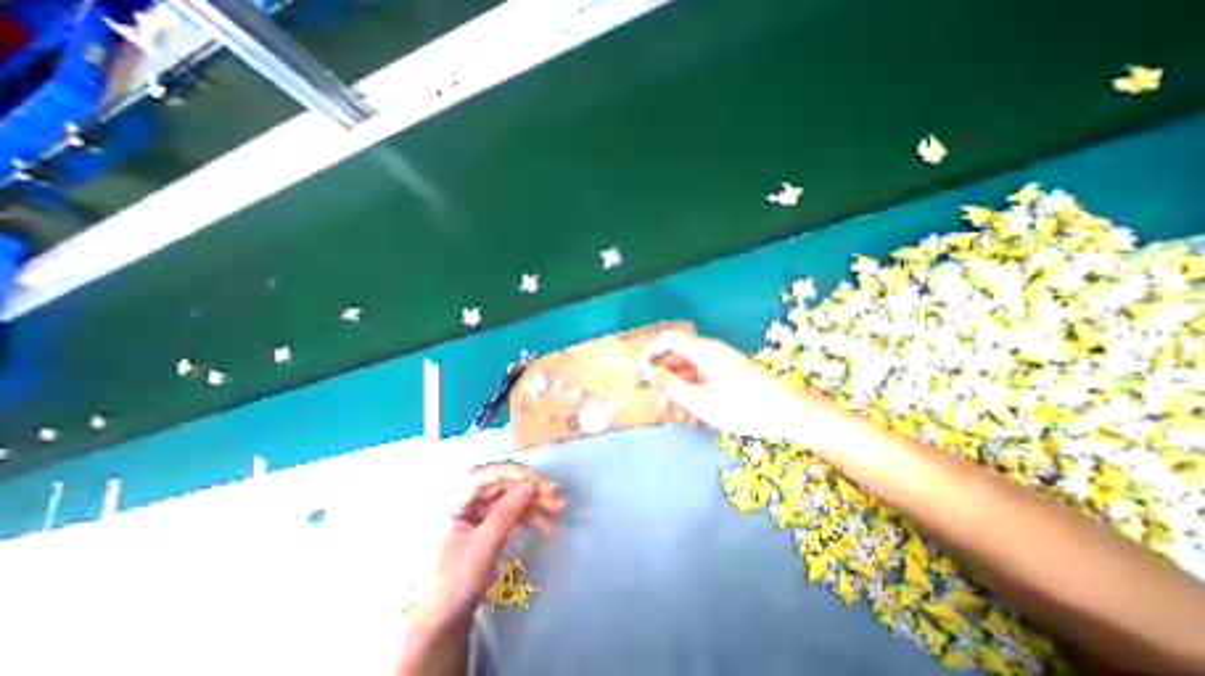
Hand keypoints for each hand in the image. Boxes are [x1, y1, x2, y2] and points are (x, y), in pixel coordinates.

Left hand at [418, 465, 563, 623]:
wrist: (441, 627)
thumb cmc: (453, 585)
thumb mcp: (482, 547)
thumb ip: (506, 513)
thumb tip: (530, 484)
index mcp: (454, 500)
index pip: (487, 474)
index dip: (515, 473)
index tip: (539, 481)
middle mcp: (466, 500)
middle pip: (503, 484)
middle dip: (530, 488)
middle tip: (555, 496)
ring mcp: (477, 513)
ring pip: (511, 497)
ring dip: (534, 502)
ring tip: (557, 510)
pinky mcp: (487, 526)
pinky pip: (511, 512)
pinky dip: (528, 516)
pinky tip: (545, 525)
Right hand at [640, 330, 817, 440]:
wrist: (790, 414)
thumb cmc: (742, 407)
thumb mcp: (700, 400)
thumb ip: (669, 384)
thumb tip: (646, 371)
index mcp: (701, 350)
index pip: (667, 339)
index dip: (649, 352)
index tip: (637, 374)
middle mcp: (708, 352)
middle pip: (675, 359)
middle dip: (663, 382)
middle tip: (658, 405)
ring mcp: (719, 364)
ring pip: (687, 373)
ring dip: (677, 393)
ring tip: (676, 417)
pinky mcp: (727, 376)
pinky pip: (701, 381)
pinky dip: (692, 396)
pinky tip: (693, 417)